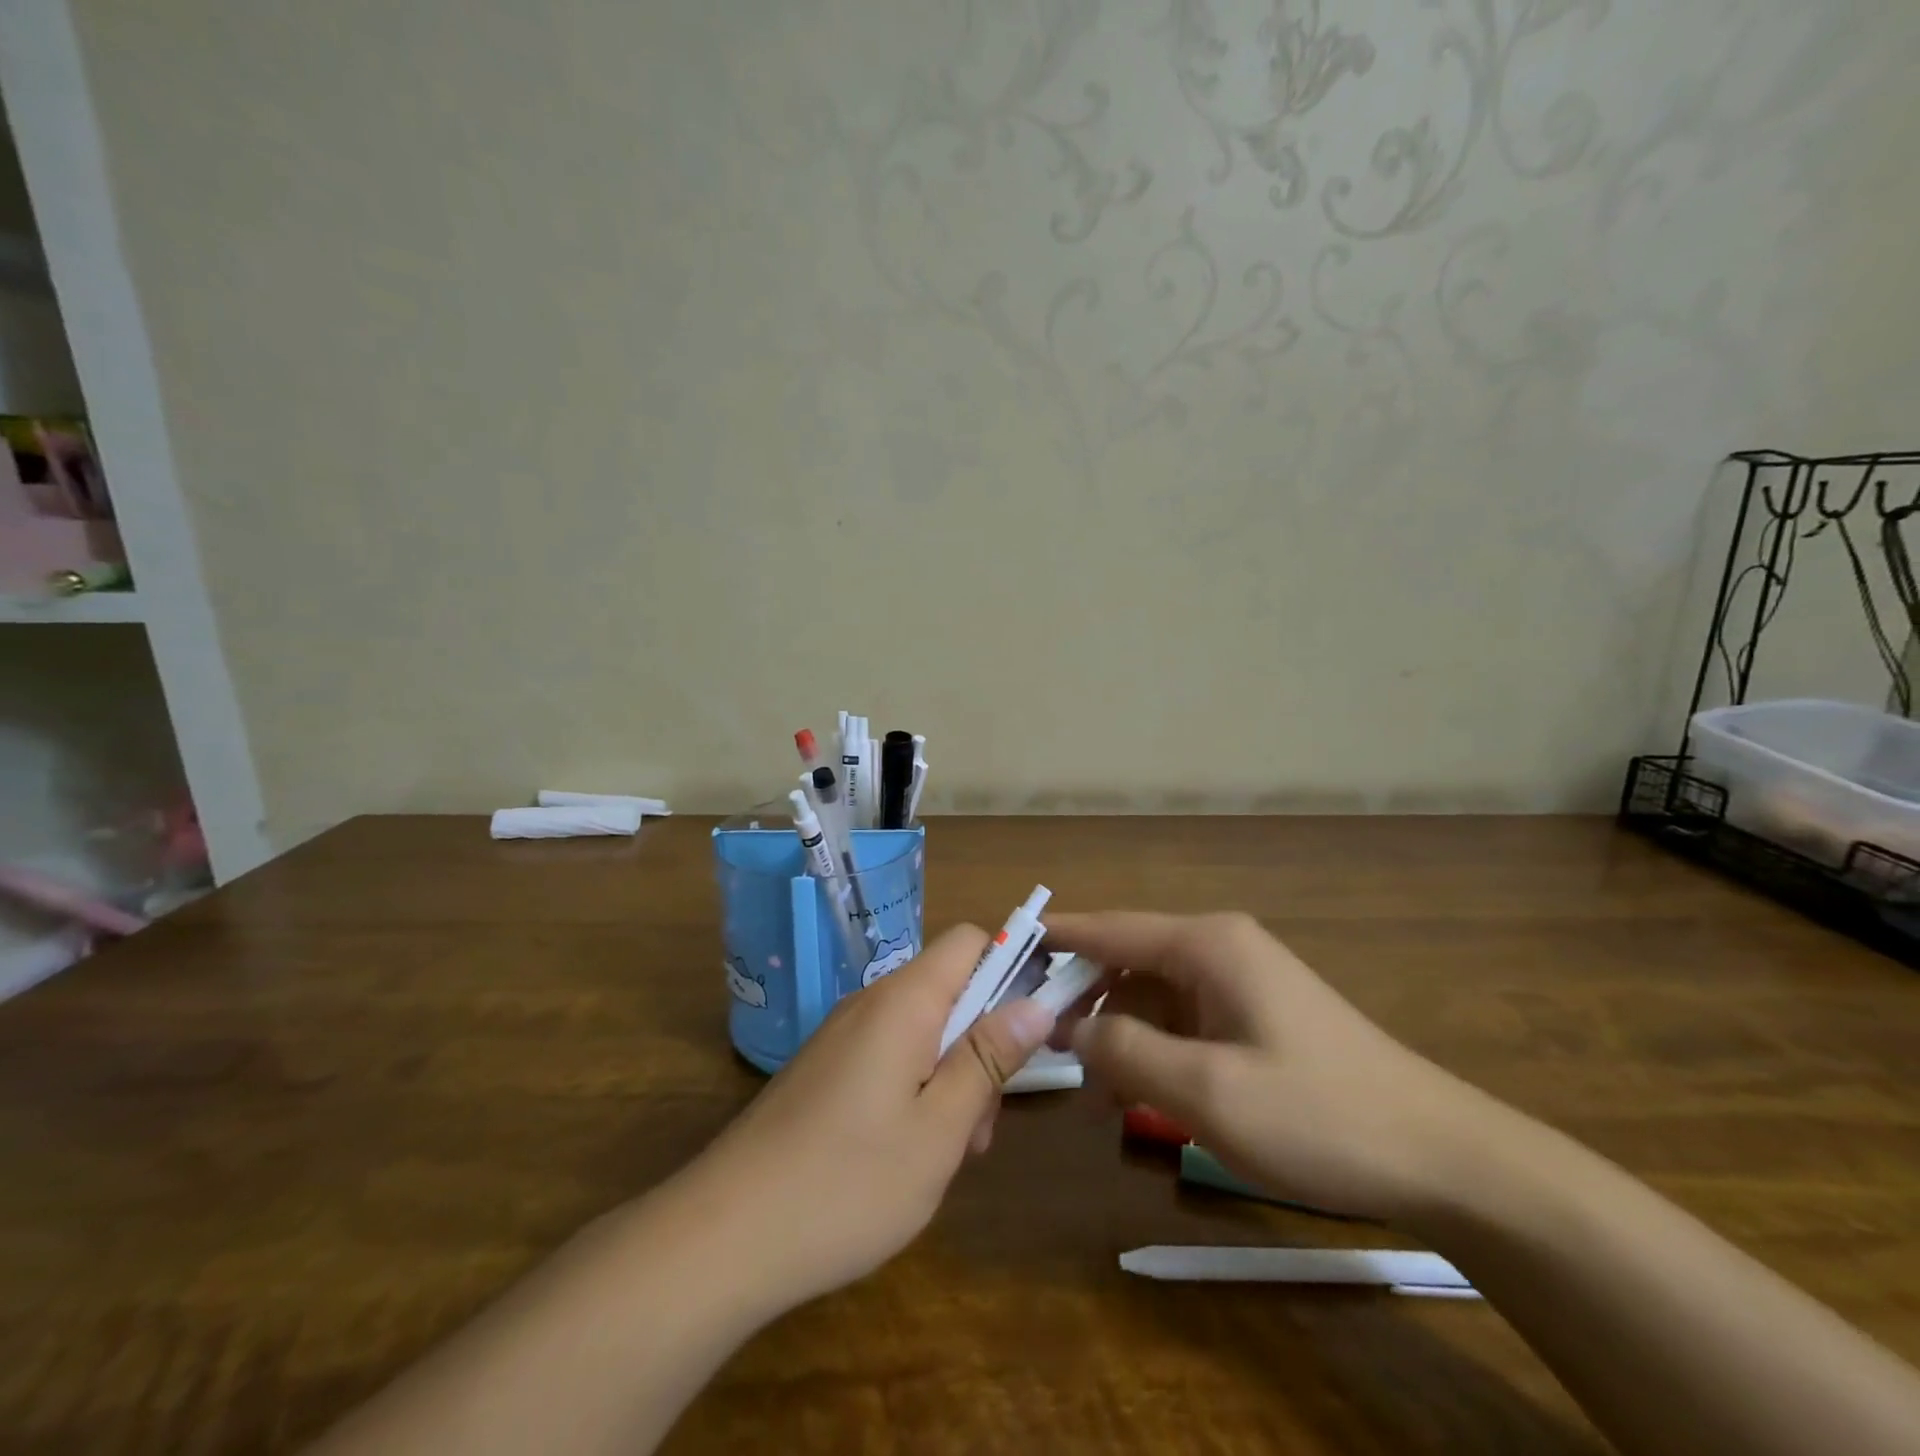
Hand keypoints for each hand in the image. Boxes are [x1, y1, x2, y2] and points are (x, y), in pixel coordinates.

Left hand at [683, 924, 1055, 1309]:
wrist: (724, 1236)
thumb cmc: (848, 1183)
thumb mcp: (939, 1129)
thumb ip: (989, 1059)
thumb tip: (1037, 1002)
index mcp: (903, 1001)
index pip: (968, 941)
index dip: (1010, 965)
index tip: (1033, 1025)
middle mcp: (871, 1003)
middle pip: (949, 988)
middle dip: (982, 1040)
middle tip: (983, 1122)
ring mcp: (842, 1036)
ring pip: (921, 1029)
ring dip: (951, 1074)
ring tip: (949, 1152)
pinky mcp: (824, 1070)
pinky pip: (888, 1055)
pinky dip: (915, 1088)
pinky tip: (907, 1154)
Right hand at [1045, 912, 1491, 1221]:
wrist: (1441, 1157)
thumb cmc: (1318, 1114)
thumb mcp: (1207, 1089)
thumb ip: (1125, 1051)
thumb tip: (1069, 1027)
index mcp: (1206, 944)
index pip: (1110, 927)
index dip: (1055, 937)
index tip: (1005, 948)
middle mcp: (1219, 949)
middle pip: (1127, 959)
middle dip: (1082, 998)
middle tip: (1036, 1041)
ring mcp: (1240, 982)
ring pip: (1152, 995)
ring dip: (1116, 1032)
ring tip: (1087, 1088)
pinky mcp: (1254, 1017)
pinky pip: (1182, 1021)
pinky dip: (1151, 1048)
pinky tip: (1136, 1093)